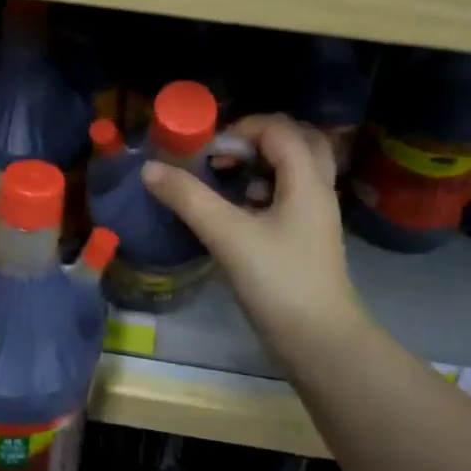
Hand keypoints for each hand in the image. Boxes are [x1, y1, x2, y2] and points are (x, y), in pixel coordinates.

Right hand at [140, 114, 366, 360]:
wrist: (320, 342)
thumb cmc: (279, 282)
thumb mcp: (229, 236)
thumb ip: (189, 199)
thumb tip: (150, 167)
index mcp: (306, 179)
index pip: (279, 129)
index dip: (241, 129)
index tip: (208, 152)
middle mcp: (317, 189)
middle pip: (296, 140)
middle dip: (256, 139)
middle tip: (225, 156)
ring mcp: (315, 214)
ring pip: (294, 168)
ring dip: (261, 164)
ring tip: (228, 181)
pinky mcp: (307, 237)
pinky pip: (289, 195)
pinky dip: (263, 190)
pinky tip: (238, 213)